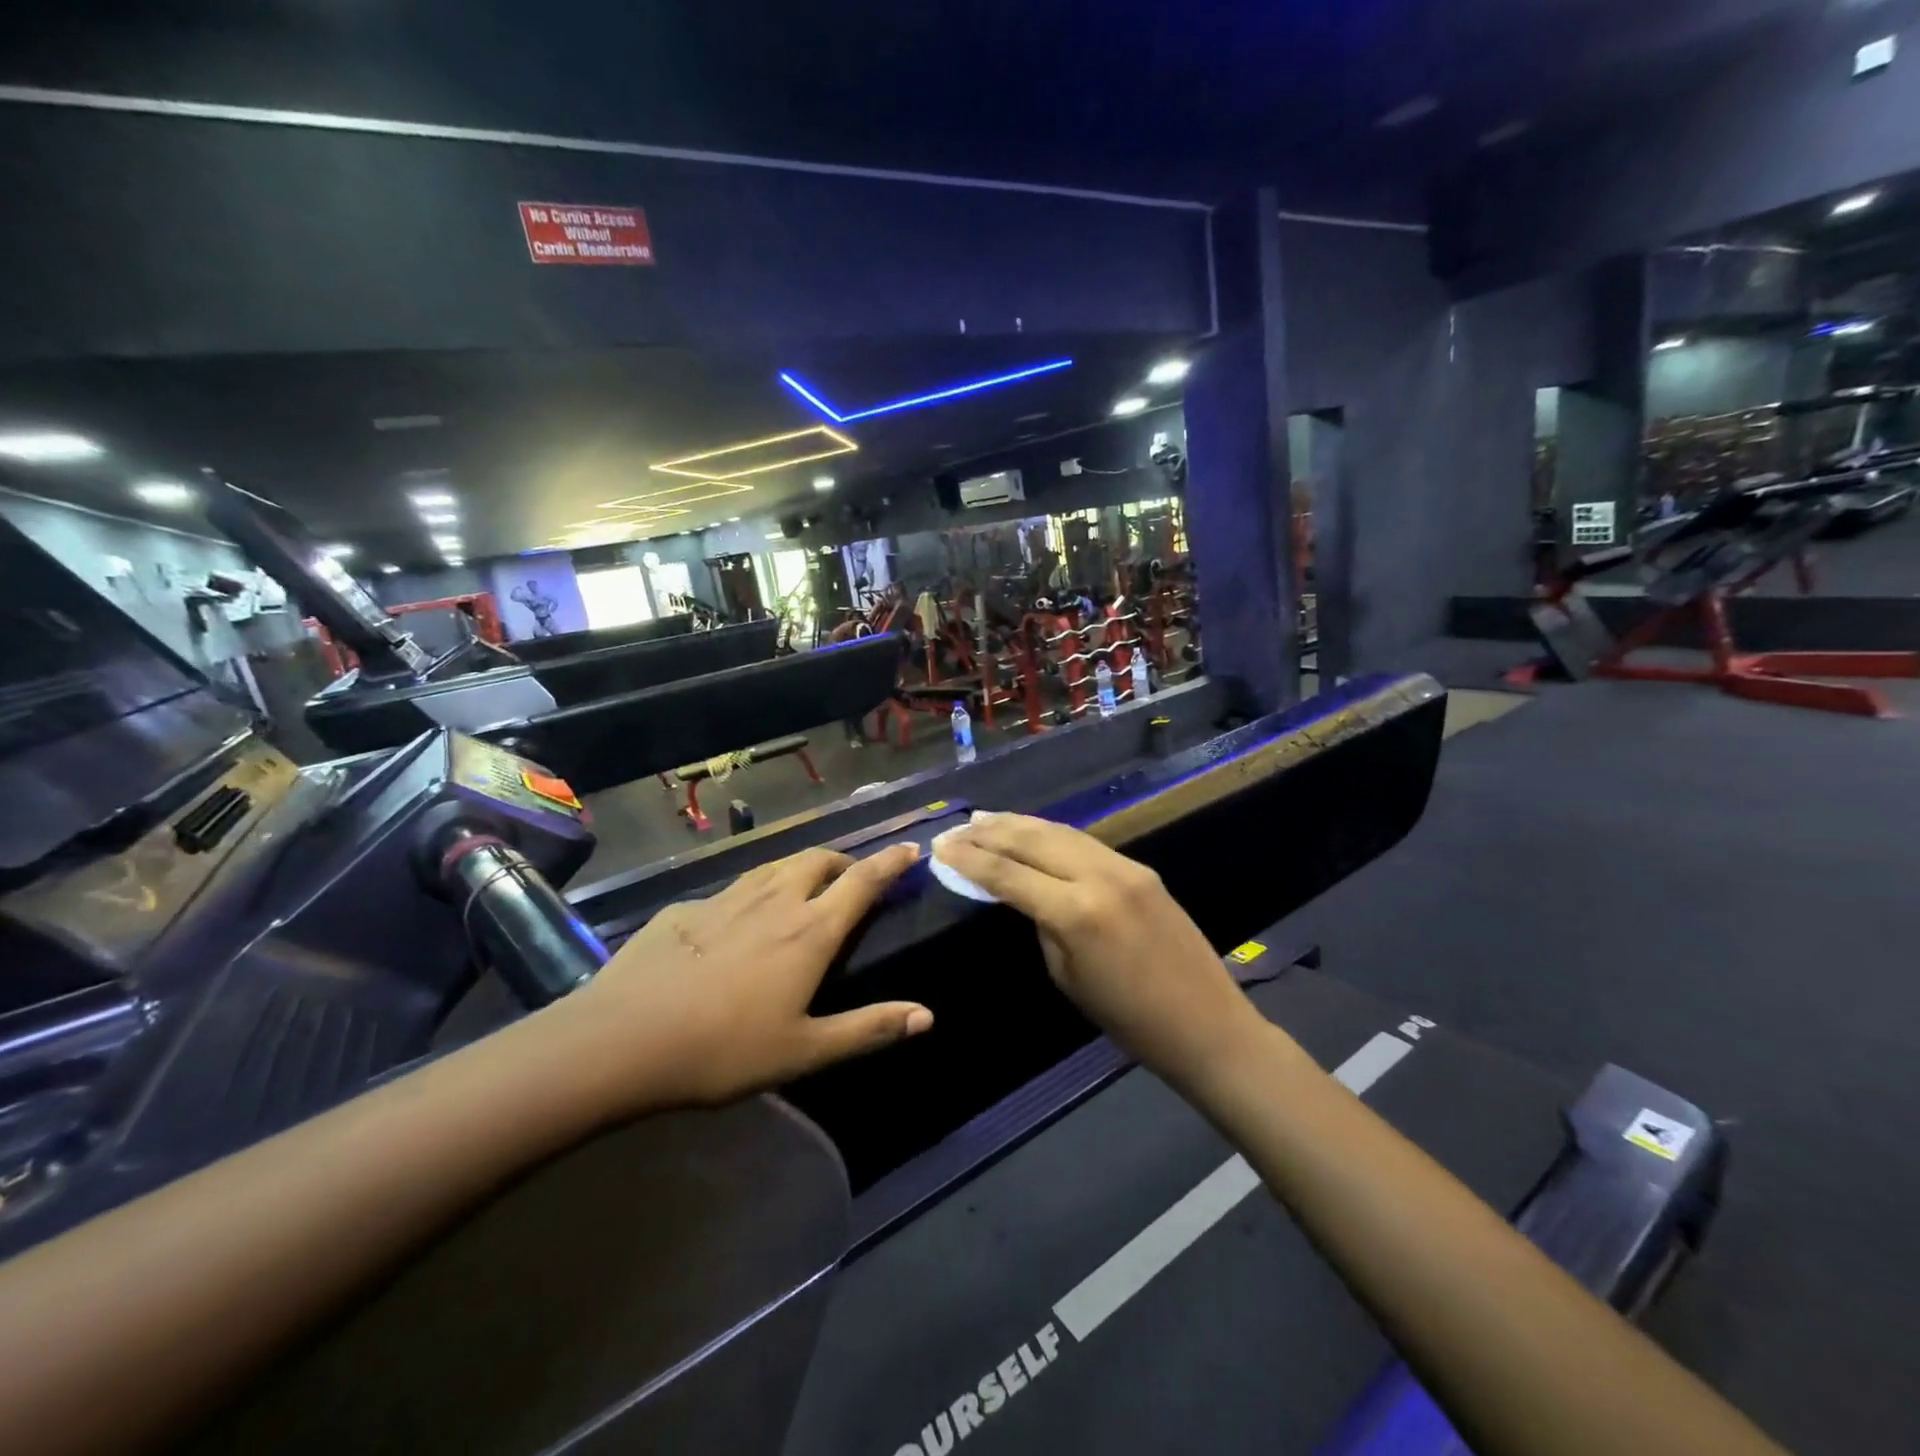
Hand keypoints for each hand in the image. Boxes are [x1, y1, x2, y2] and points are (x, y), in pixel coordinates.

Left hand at [549, 844, 931, 1114]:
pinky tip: (738, 920)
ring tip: (804, 886)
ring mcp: (727, 899)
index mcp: (809, 931)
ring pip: (775, 865)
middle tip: (852, 878)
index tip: (910, 847)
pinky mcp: (687, 908)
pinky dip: (754, 892)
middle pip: (819, 860)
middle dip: (843, 861)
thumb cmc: (724, 1050)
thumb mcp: (804, 1051)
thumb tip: (928, 1016)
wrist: (621, 1039)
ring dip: (800, 868)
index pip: (863, 881)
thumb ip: (869, 1029)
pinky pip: (734, 888)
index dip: (890, 862)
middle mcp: (774, 901)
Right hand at [934, 814, 1265, 1091]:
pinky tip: (1033, 831)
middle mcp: (1099, 876)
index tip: (940, 848)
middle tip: (956, 828)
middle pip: (1032, 839)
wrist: (1206, 1024)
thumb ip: (1043, 925)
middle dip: (989, 831)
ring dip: (1019, 823)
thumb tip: (1027, 893)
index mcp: (1075, 912)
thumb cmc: (1128, 1019)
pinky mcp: (1140, 868)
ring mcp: (1124, 866)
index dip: (969, 860)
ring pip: (1059, 831)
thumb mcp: (1067, 976)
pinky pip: (1085, 842)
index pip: (1008, 874)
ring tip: (985, 819)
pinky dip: (1051, 833)